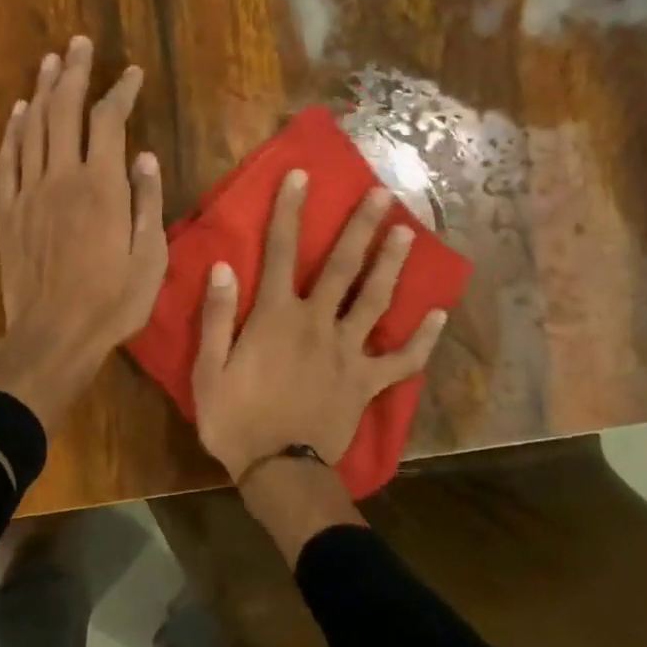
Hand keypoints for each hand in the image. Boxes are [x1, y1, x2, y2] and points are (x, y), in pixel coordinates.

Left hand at [0, 36, 166, 432]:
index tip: (132, 74)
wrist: (53, 334)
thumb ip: (147, 203)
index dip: (121, 92)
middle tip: (79, 44)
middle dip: (73, 73)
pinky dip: (12, 131)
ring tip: (49, 63)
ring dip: (41, 92)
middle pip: (64, 110)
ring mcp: (29, 192)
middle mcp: (62, 177)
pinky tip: (17, 112)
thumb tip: (145, 158)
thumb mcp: (150, 259)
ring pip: (32, 128)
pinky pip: (7, 160)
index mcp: (102, 187)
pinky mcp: (8, 211)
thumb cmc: (111, 302)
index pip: (109, 122)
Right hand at [192, 170, 446, 481]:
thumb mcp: (208, 370)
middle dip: (360, 227)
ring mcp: (348, 352)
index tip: (302, 175)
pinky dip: (422, 340)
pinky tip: (437, 315)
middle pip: (342, 267)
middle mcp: (317, 323)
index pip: (281, 252)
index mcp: (276, 317)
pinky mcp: (367, 383)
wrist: (279, 471)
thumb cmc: (236, 420)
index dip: (290, 211)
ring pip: (375, 300)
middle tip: (382, 194)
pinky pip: (401, 360)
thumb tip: (224, 266)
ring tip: (408, 233)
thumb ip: (218, 317)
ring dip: (391, 265)